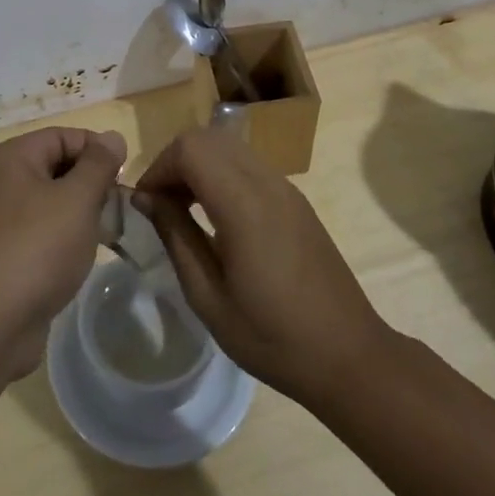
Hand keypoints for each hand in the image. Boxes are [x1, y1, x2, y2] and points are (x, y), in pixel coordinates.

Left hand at [0, 126, 127, 378]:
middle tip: (120, 208)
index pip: (63, 136)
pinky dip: (63, 239)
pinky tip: (82, 258)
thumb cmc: (37, 248)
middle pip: (56, 167)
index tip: (125, 177)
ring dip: (81, 213)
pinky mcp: (1, 255)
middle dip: (92, 183)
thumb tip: (111, 136)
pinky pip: (40, 233)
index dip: (97, 150)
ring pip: (50, 203)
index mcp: (12, 158)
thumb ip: (98, 164)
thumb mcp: (77, 199)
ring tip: (108, 233)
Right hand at [132, 127, 387, 405]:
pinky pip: (248, 165)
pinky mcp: (296, 199)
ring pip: (229, 147)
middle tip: (160, 205)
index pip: (190, 149)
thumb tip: (145, 198)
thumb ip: (175, 236)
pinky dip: (220, 174)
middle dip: (174, 162)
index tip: (145, 205)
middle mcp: (267, 183)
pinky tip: (216, 217)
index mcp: (244, 205)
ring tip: (184, 210)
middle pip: (208, 138)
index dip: (158, 168)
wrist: (349, 356)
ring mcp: (286, 188)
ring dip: (198, 166)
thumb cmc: (272, 337)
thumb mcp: (208, 297)